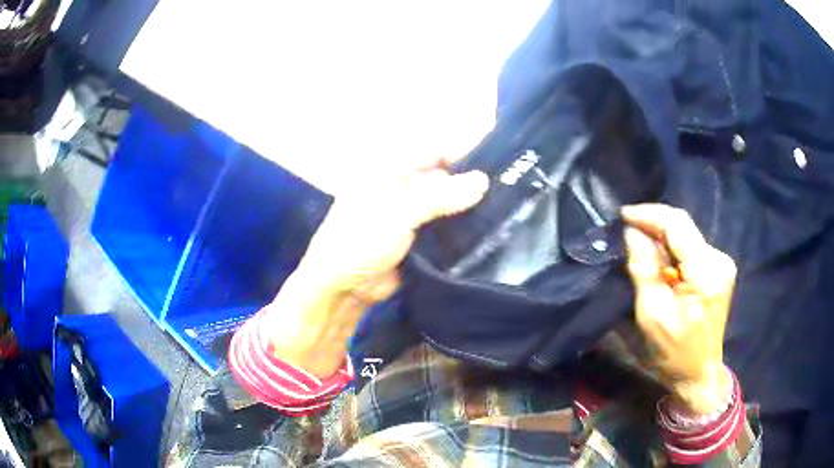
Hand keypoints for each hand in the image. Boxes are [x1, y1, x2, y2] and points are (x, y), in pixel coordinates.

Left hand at [263, 157, 488, 378]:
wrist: (343, 288)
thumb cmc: (360, 239)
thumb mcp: (398, 212)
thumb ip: (440, 195)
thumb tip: (482, 181)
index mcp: (392, 172)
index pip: (434, 152)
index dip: (463, 153)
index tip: (498, 158)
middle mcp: (405, 189)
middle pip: (445, 179)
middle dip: (471, 182)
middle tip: (509, 189)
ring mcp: (413, 216)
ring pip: (449, 205)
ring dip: (470, 208)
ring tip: (507, 209)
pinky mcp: (421, 241)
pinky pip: (447, 230)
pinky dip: (464, 230)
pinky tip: (491, 232)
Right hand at [621, 204, 736, 415]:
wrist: (699, 373)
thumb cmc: (674, 353)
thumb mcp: (652, 316)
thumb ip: (644, 271)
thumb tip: (632, 233)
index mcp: (706, 272)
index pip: (677, 225)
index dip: (649, 215)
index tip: (623, 215)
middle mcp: (719, 259)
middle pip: (683, 226)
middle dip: (653, 224)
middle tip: (626, 230)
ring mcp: (721, 263)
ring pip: (685, 235)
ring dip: (661, 237)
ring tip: (639, 246)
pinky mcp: (718, 268)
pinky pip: (690, 247)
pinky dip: (671, 249)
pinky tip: (659, 261)